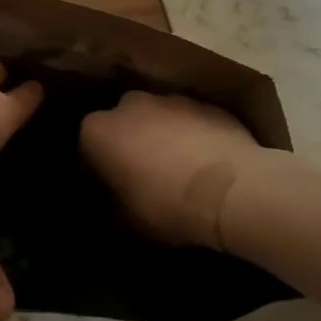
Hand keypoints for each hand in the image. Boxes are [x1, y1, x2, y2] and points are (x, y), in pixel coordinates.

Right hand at [80, 91, 274, 249]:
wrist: (234, 189)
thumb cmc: (168, 205)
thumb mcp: (128, 221)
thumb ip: (112, 207)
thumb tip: (112, 204)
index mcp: (98, 130)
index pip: (86, 149)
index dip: (97, 173)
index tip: (109, 193)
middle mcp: (128, 105)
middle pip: (121, 125)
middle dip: (128, 145)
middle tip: (142, 177)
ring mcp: (170, 99)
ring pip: (157, 119)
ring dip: (161, 138)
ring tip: (178, 170)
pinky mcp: (207, 104)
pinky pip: (190, 122)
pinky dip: (192, 137)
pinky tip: (206, 163)